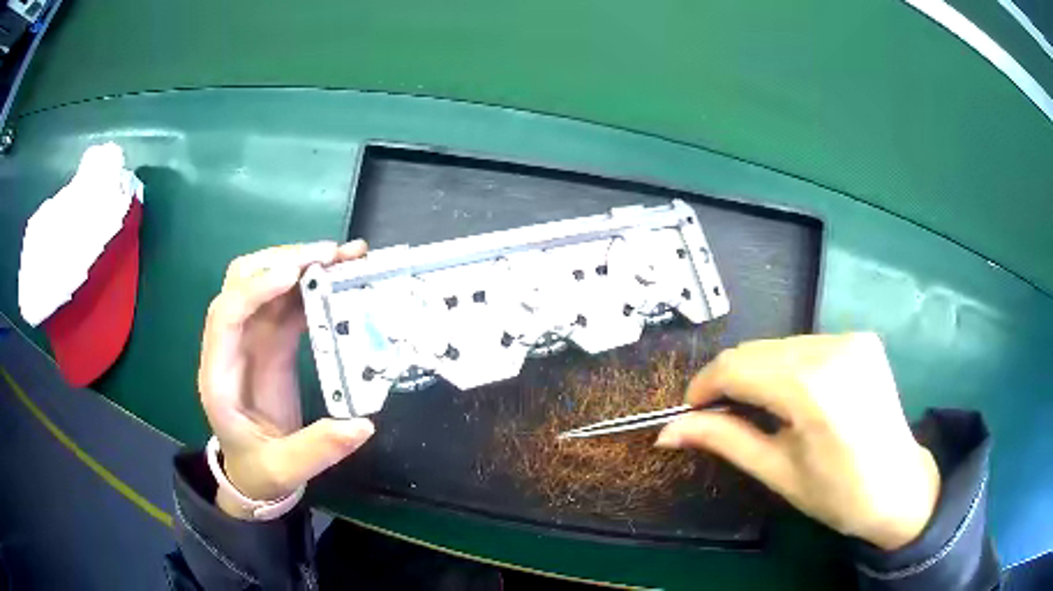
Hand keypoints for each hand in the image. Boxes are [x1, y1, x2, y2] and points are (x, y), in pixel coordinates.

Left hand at [198, 241, 374, 518]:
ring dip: (303, 263)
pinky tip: (341, 277)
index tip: (293, 275)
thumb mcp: (286, 469)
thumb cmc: (260, 469)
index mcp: (219, 374)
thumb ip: (318, 449)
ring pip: (269, 281)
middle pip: (243, 281)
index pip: (226, 314)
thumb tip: (363, 425)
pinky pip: (290, 300)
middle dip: (283, 260)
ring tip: (344, 257)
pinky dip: (313, 284)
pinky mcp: (273, 340)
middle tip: (330, 256)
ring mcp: (252, 338)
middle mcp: (231, 344)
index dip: (255, 288)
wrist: (254, 471)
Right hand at [656, 333, 939, 549]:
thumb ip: (723, 439)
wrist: (899, 487)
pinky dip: (786, 366)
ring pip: (779, 344)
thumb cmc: (837, 494)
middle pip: (757, 350)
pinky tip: (792, 396)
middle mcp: (834, 349)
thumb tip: (667, 431)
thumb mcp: (776, 471)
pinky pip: (805, 344)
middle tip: (720, 415)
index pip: (737, 367)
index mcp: (813, 388)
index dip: (704, 385)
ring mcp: (851, 338)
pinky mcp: (861, 338)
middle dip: (729, 380)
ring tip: (759, 409)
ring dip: (758, 372)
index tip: (690, 410)